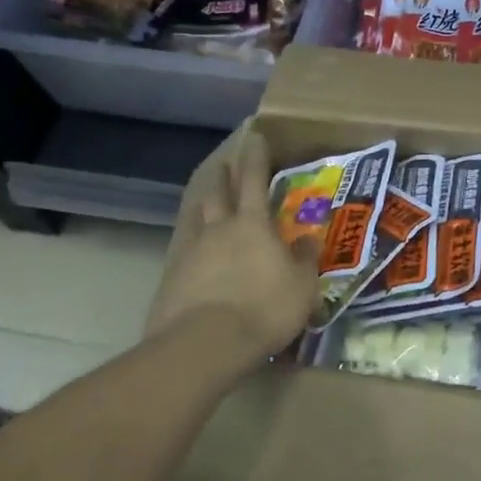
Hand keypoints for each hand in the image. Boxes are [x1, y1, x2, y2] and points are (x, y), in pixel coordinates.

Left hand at [146, 125, 319, 372]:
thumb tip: (308, 239)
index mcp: (253, 224)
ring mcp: (191, 251)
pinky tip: (193, 247)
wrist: (206, 344)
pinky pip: (184, 247)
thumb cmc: (264, 309)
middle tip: (224, 162)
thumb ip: (305, 260)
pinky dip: (191, 240)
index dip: (256, 156)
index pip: (255, 180)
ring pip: (197, 216)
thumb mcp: (301, 287)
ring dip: (203, 202)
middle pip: (218, 192)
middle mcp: (219, 228)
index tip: (254, 136)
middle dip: (223, 175)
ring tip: (206, 197)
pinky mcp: (172, 277)